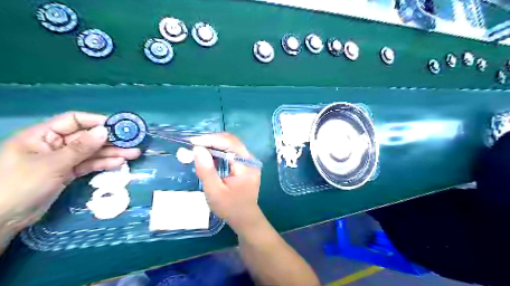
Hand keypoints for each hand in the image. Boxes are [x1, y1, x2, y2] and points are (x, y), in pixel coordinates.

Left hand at [0, 112, 139, 234]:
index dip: (96, 121)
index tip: (118, 126)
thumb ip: (81, 148)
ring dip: (112, 153)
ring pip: (92, 152)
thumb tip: (105, 131)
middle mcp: (54, 145)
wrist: (2, 219)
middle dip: (110, 140)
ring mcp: (62, 160)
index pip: (73, 121)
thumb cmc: (20, 185)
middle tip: (132, 142)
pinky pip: (89, 165)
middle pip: (88, 138)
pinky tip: (119, 163)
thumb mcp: (52, 164)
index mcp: (43, 135)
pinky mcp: (68, 173)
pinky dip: (104, 164)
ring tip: (134, 154)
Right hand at [192, 133, 262, 232]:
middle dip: (211, 140)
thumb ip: (206, 170)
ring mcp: (248, 162)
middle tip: (193, 145)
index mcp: (246, 165)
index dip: (211, 139)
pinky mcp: (244, 165)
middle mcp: (250, 159)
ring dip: (214, 145)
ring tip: (198, 149)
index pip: (230, 143)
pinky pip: (231, 153)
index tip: (193, 141)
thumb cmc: (230, 208)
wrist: (245, 219)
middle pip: (231, 142)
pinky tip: (208, 156)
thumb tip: (197, 149)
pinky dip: (218, 152)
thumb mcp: (214, 191)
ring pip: (230, 146)